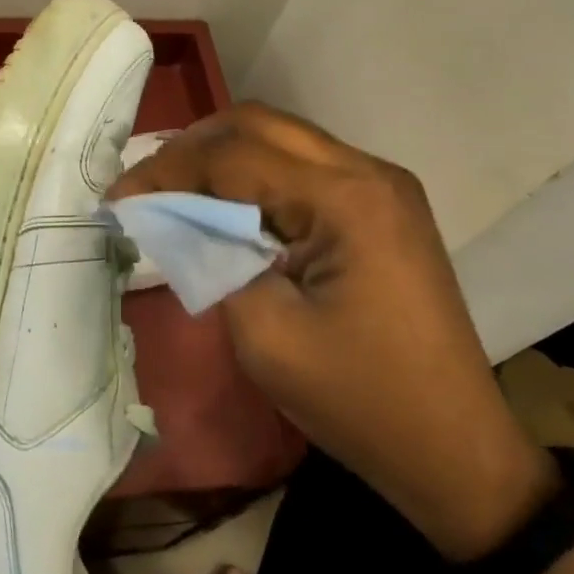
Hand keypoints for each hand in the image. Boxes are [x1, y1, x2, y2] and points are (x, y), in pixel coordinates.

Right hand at [108, 103, 552, 559]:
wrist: (454, 449)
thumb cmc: (358, 401)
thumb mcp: (264, 334)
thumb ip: (210, 258)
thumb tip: (171, 217)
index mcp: (346, 200)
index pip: (234, 157)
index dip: (167, 171)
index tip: (119, 198)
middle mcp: (368, 172)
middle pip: (258, 124)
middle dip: (191, 148)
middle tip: (145, 185)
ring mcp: (382, 185)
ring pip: (282, 136)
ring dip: (222, 155)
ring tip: (175, 190)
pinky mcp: (382, 206)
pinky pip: (304, 165)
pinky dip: (255, 174)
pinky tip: (227, 206)